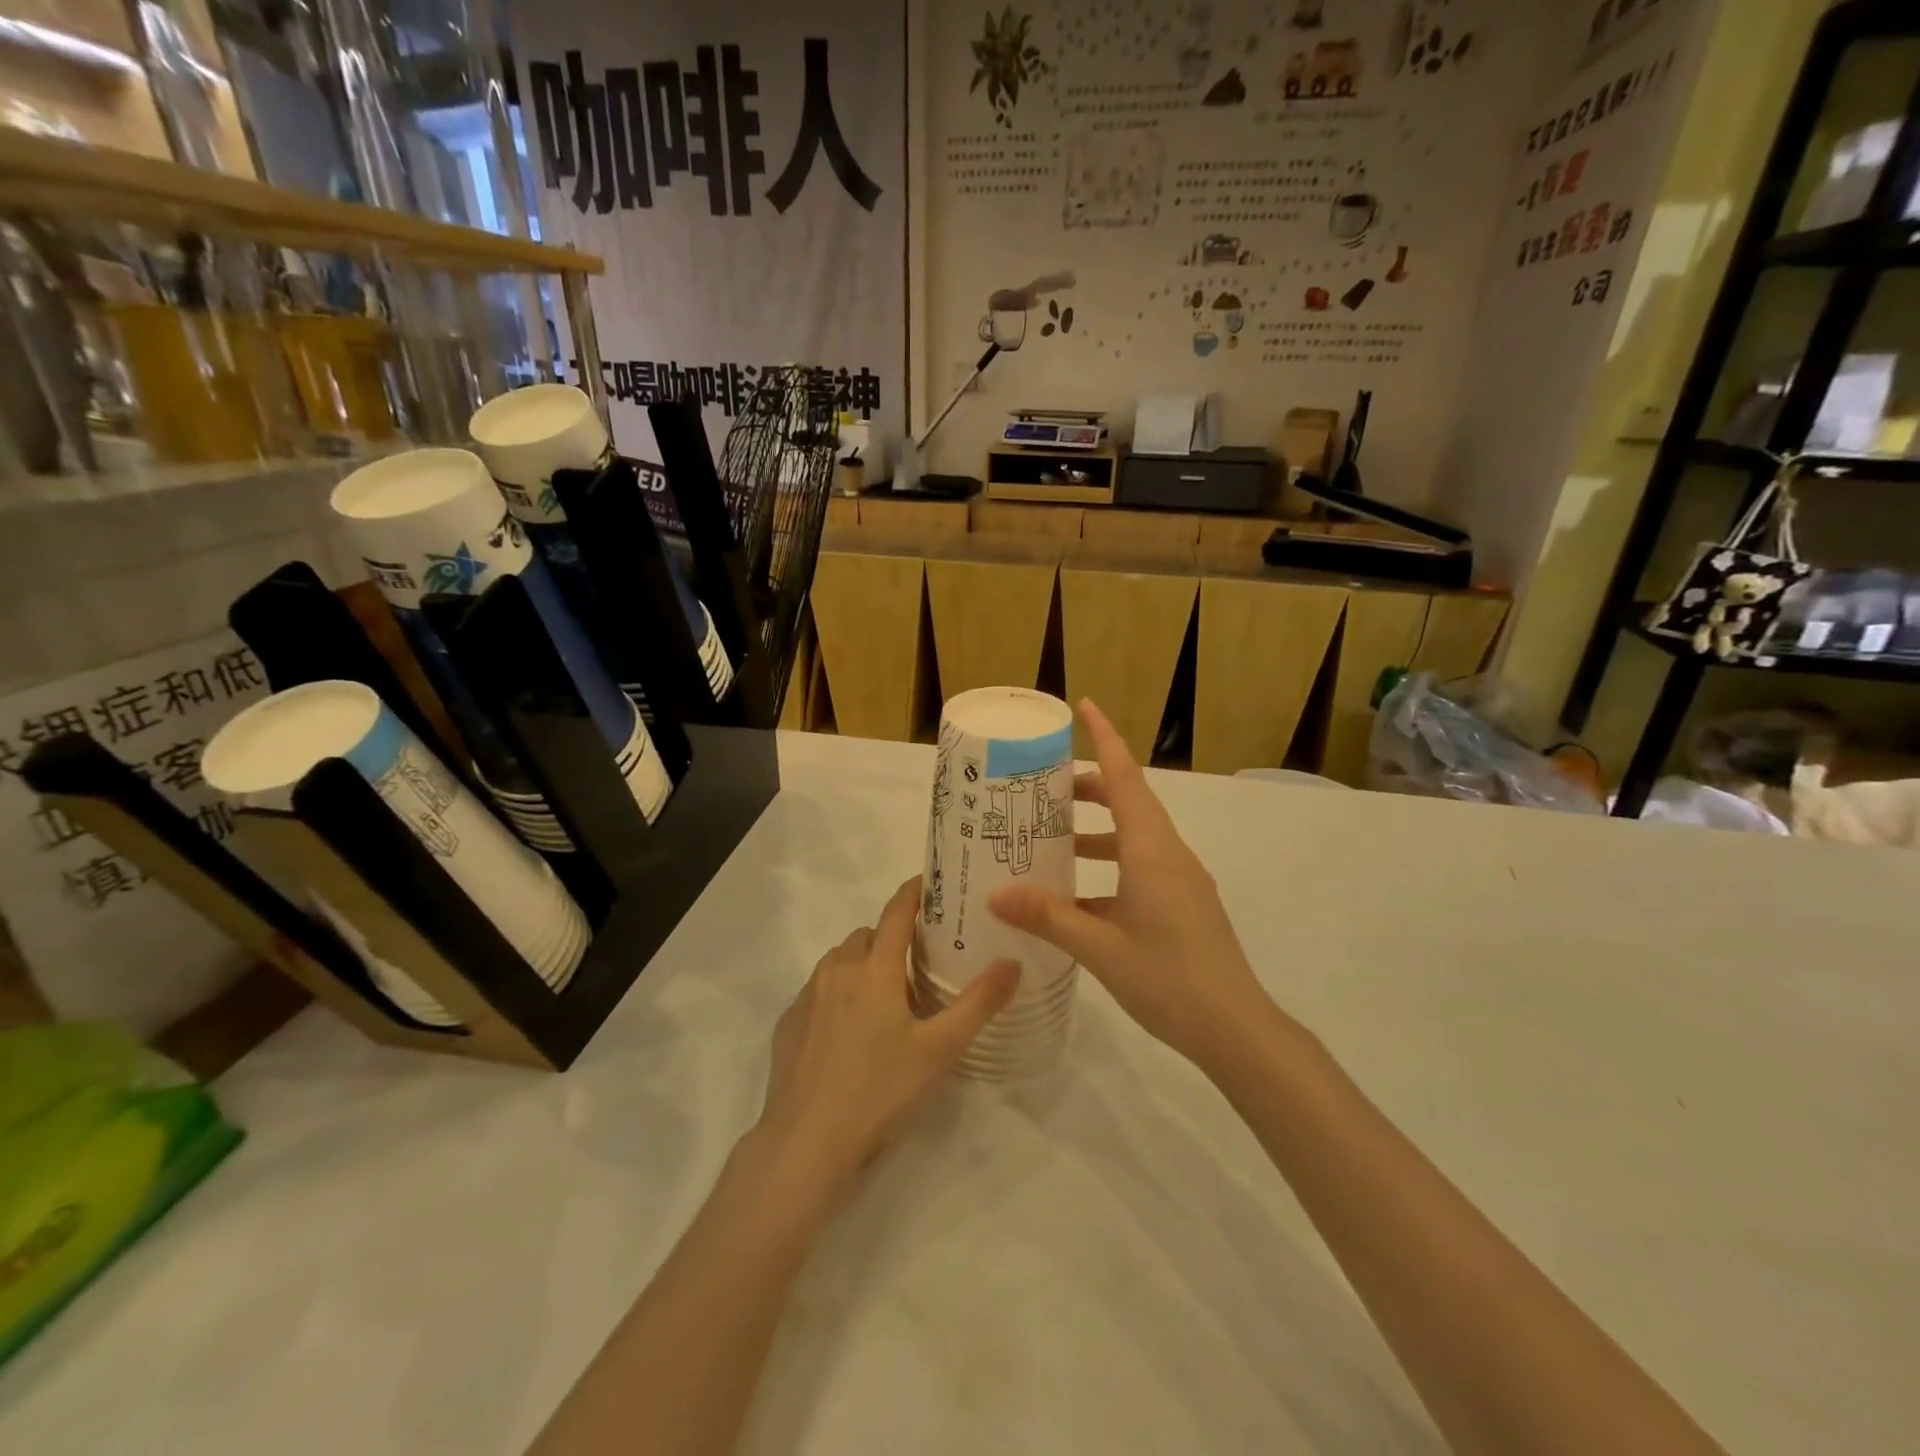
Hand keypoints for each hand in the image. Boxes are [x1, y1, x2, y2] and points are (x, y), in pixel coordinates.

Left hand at [750, 876, 1018, 1213]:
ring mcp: (808, 995)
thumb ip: (978, 1003)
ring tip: (889, 1000)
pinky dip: (840, 993)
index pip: (896, 911)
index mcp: (874, 969)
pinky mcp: (789, 1022)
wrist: (805, 1143)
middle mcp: (837, 970)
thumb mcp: (939, 1050)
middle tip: (920, 965)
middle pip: (869, 936)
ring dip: (865, 965)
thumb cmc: (878, 1090)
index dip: (915, 892)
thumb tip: (1012, 963)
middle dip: (893, 939)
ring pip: (842, 961)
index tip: (932, 883)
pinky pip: (820, 989)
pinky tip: (853, 1032)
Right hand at [988, 699, 1272, 1071]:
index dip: (1105, 738)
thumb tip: (995, 892)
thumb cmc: (1169, 978)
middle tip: (1045, 787)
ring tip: (1053, 839)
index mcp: (1152, 850)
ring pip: (1134, 837)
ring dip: (1097, 831)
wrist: (1236, 1030)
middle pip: (1129, 802)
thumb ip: (1048, 916)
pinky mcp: (1181, 905)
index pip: (1127, 777)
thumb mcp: (1100, 948)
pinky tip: (1077, 898)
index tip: (1084, 707)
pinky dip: (1108, 868)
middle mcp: (1169, 855)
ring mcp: (1179, 881)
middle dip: (1090, 787)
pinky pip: (1140, 869)